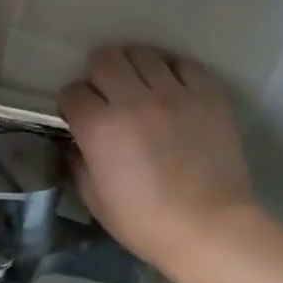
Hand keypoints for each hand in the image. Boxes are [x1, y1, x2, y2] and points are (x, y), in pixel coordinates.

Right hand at [61, 47, 257, 279]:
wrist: (210, 229)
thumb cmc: (145, 223)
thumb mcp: (95, 199)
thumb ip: (78, 163)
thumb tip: (75, 142)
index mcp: (99, 127)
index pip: (72, 92)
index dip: (72, 105)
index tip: (79, 118)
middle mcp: (133, 100)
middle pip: (105, 59)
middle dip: (98, 75)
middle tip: (107, 96)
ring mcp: (174, 94)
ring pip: (142, 53)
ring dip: (133, 68)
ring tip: (140, 87)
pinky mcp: (208, 95)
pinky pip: (183, 64)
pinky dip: (171, 71)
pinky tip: (171, 89)